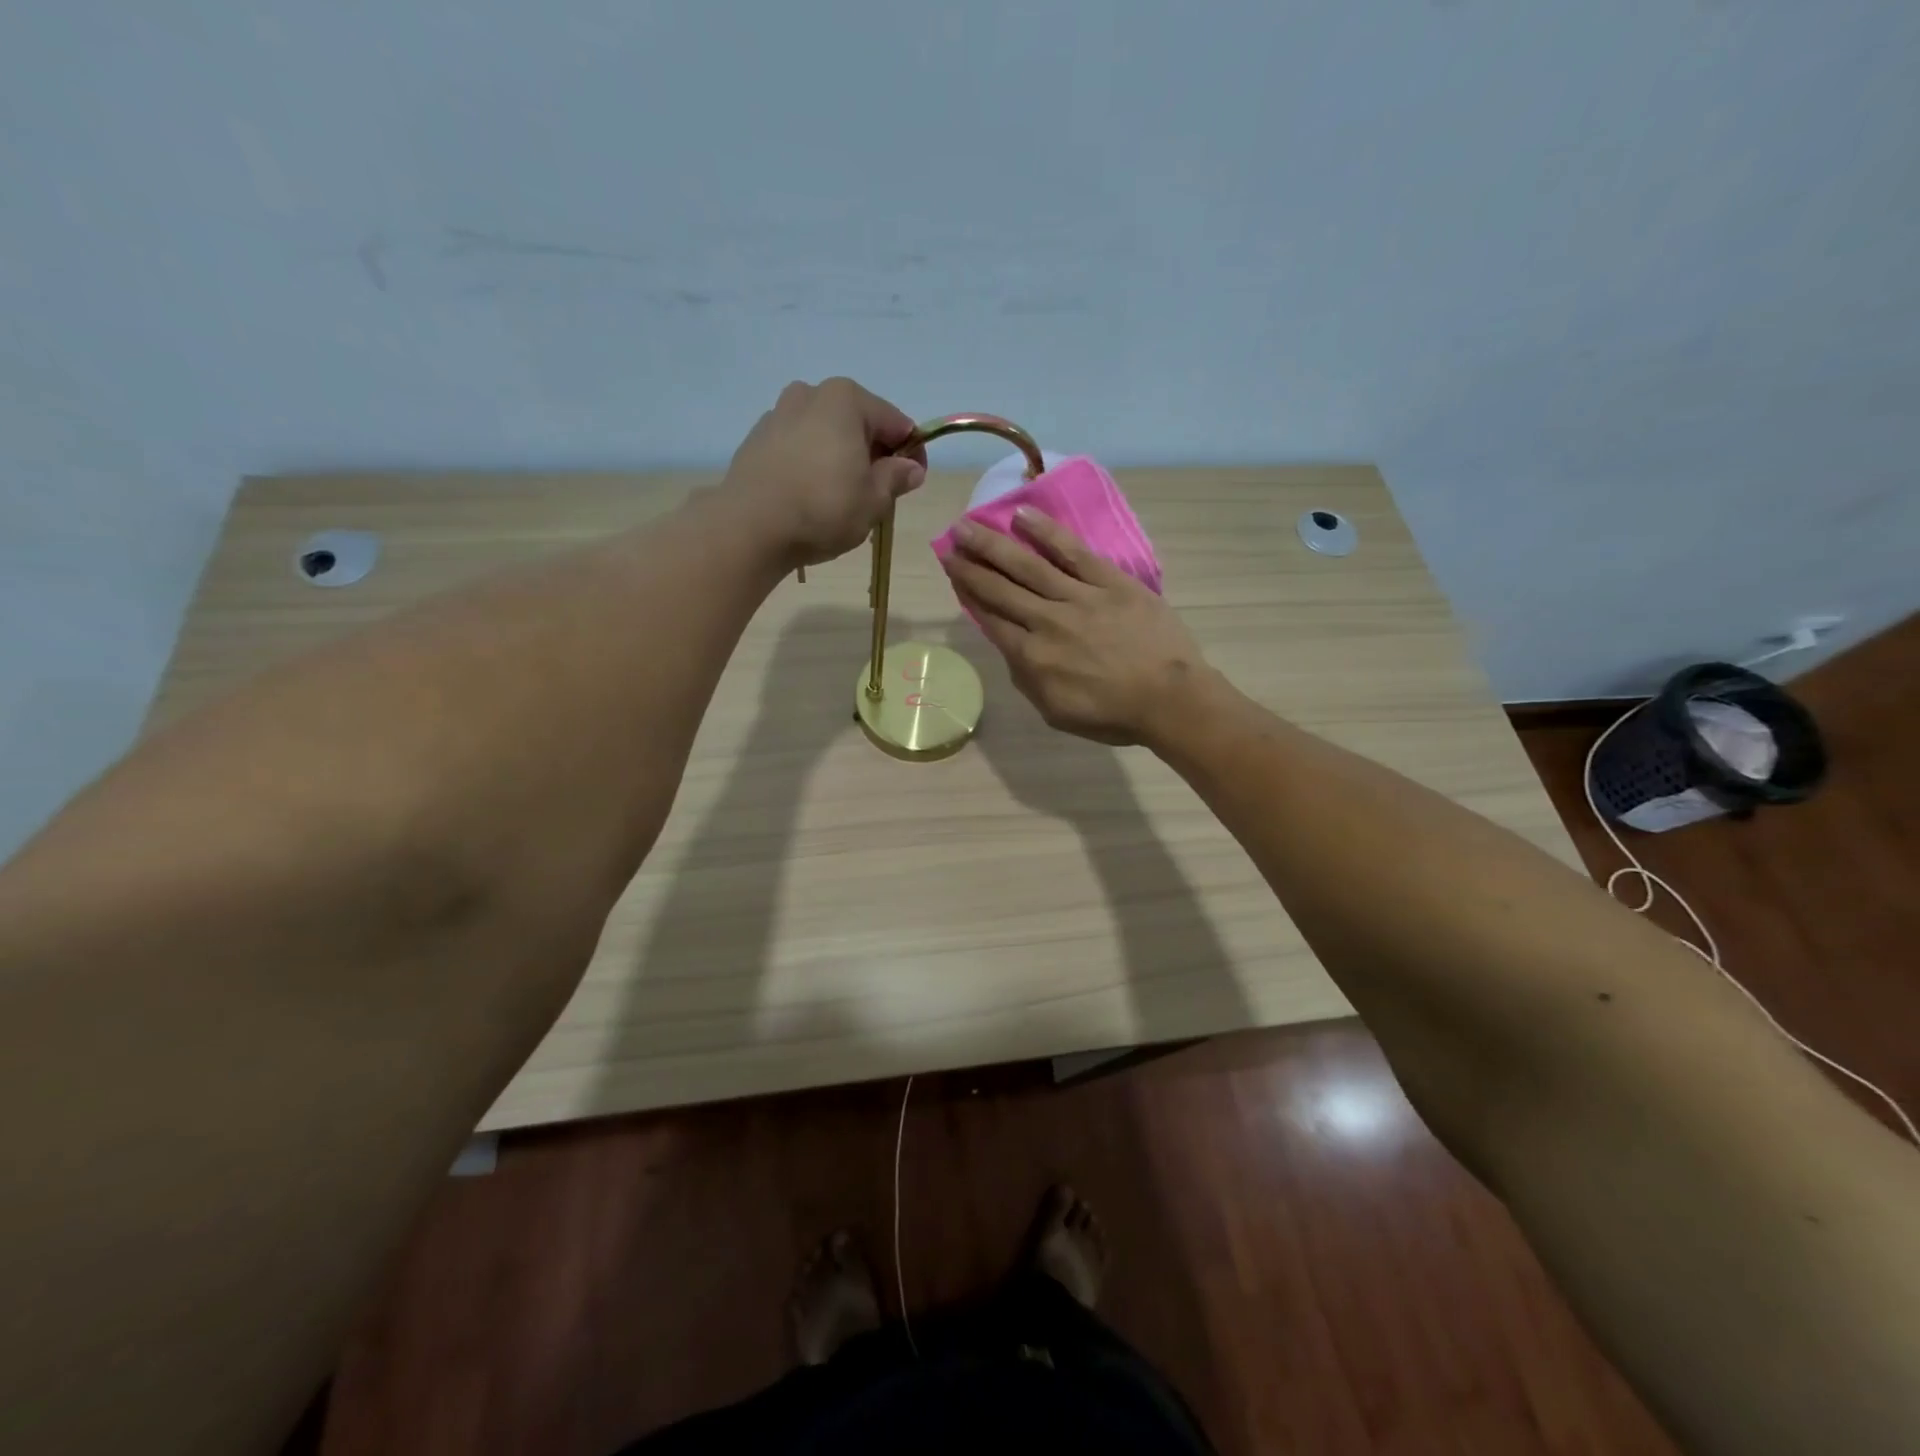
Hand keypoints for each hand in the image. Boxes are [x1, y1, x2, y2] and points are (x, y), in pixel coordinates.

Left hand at [723, 377, 926, 567]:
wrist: (750, 527)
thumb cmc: (823, 508)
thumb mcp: (874, 500)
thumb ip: (896, 478)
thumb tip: (912, 468)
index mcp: (847, 399)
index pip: (896, 422)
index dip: (912, 451)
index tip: (914, 480)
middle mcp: (811, 394)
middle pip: (858, 422)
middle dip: (874, 453)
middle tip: (880, 492)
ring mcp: (778, 414)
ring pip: (826, 434)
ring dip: (841, 457)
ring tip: (844, 496)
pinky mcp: (757, 440)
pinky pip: (799, 447)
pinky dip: (813, 464)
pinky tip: (812, 495)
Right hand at [942, 508, 1207, 746]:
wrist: (1170, 698)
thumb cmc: (1113, 714)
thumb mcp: (1056, 712)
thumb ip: (1027, 680)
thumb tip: (1012, 650)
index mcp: (1032, 658)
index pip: (991, 618)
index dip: (968, 593)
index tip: (952, 572)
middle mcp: (1047, 621)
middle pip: (1001, 588)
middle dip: (971, 564)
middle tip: (949, 542)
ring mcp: (1079, 597)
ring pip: (1028, 565)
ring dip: (994, 544)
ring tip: (969, 524)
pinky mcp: (1110, 582)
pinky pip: (1073, 552)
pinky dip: (1046, 532)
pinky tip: (1023, 515)